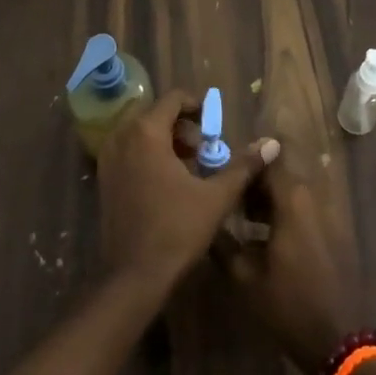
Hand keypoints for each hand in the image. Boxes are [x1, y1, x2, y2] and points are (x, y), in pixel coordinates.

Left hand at [97, 90, 278, 291]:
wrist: (134, 276)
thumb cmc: (177, 230)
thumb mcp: (216, 197)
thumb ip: (244, 166)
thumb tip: (272, 143)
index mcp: (146, 133)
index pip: (173, 99)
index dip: (197, 107)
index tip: (214, 128)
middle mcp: (121, 138)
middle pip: (155, 114)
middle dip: (182, 126)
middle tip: (203, 150)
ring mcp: (107, 159)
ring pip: (140, 133)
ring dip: (165, 140)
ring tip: (188, 167)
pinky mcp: (103, 179)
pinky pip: (128, 151)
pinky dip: (148, 155)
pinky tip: (167, 182)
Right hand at [216, 164, 358, 374]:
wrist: (339, 339)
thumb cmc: (288, 305)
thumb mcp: (244, 277)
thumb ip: (222, 243)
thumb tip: (207, 222)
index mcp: (294, 201)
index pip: (272, 158)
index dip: (249, 158)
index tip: (227, 167)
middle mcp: (316, 199)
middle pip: (285, 172)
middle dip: (258, 179)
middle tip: (232, 196)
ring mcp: (332, 215)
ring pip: (298, 190)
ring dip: (274, 196)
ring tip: (247, 217)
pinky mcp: (339, 233)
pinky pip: (311, 207)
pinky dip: (290, 211)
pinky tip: (271, 235)